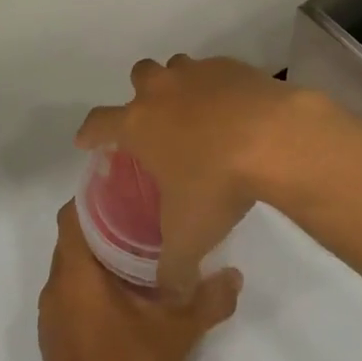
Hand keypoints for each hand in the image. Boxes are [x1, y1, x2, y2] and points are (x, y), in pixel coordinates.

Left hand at [38, 202, 240, 360]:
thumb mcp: (179, 332)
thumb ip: (209, 300)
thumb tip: (235, 275)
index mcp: (75, 275)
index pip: (71, 216)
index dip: (93, 197)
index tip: (124, 188)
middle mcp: (55, 289)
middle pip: (73, 239)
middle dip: (103, 224)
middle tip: (142, 215)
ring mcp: (51, 316)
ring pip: (71, 267)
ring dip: (98, 256)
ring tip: (138, 249)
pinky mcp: (55, 338)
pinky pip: (70, 293)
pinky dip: (92, 283)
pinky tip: (125, 293)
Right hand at [74, 55, 344, 301]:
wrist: (274, 138)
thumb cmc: (217, 183)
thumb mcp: (190, 237)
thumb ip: (173, 269)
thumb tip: (171, 294)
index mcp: (139, 124)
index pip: (98, 123)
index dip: (89, 133)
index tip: (87, 141)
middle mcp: (163, 90)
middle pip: (139, 76)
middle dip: (141, 95)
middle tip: (154, 122)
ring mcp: (199, 73)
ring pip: (178, 67)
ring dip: (180, 85)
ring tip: (196, 114)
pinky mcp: (234, 66)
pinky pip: (217, 71)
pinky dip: (219, 87)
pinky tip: (235, 111)